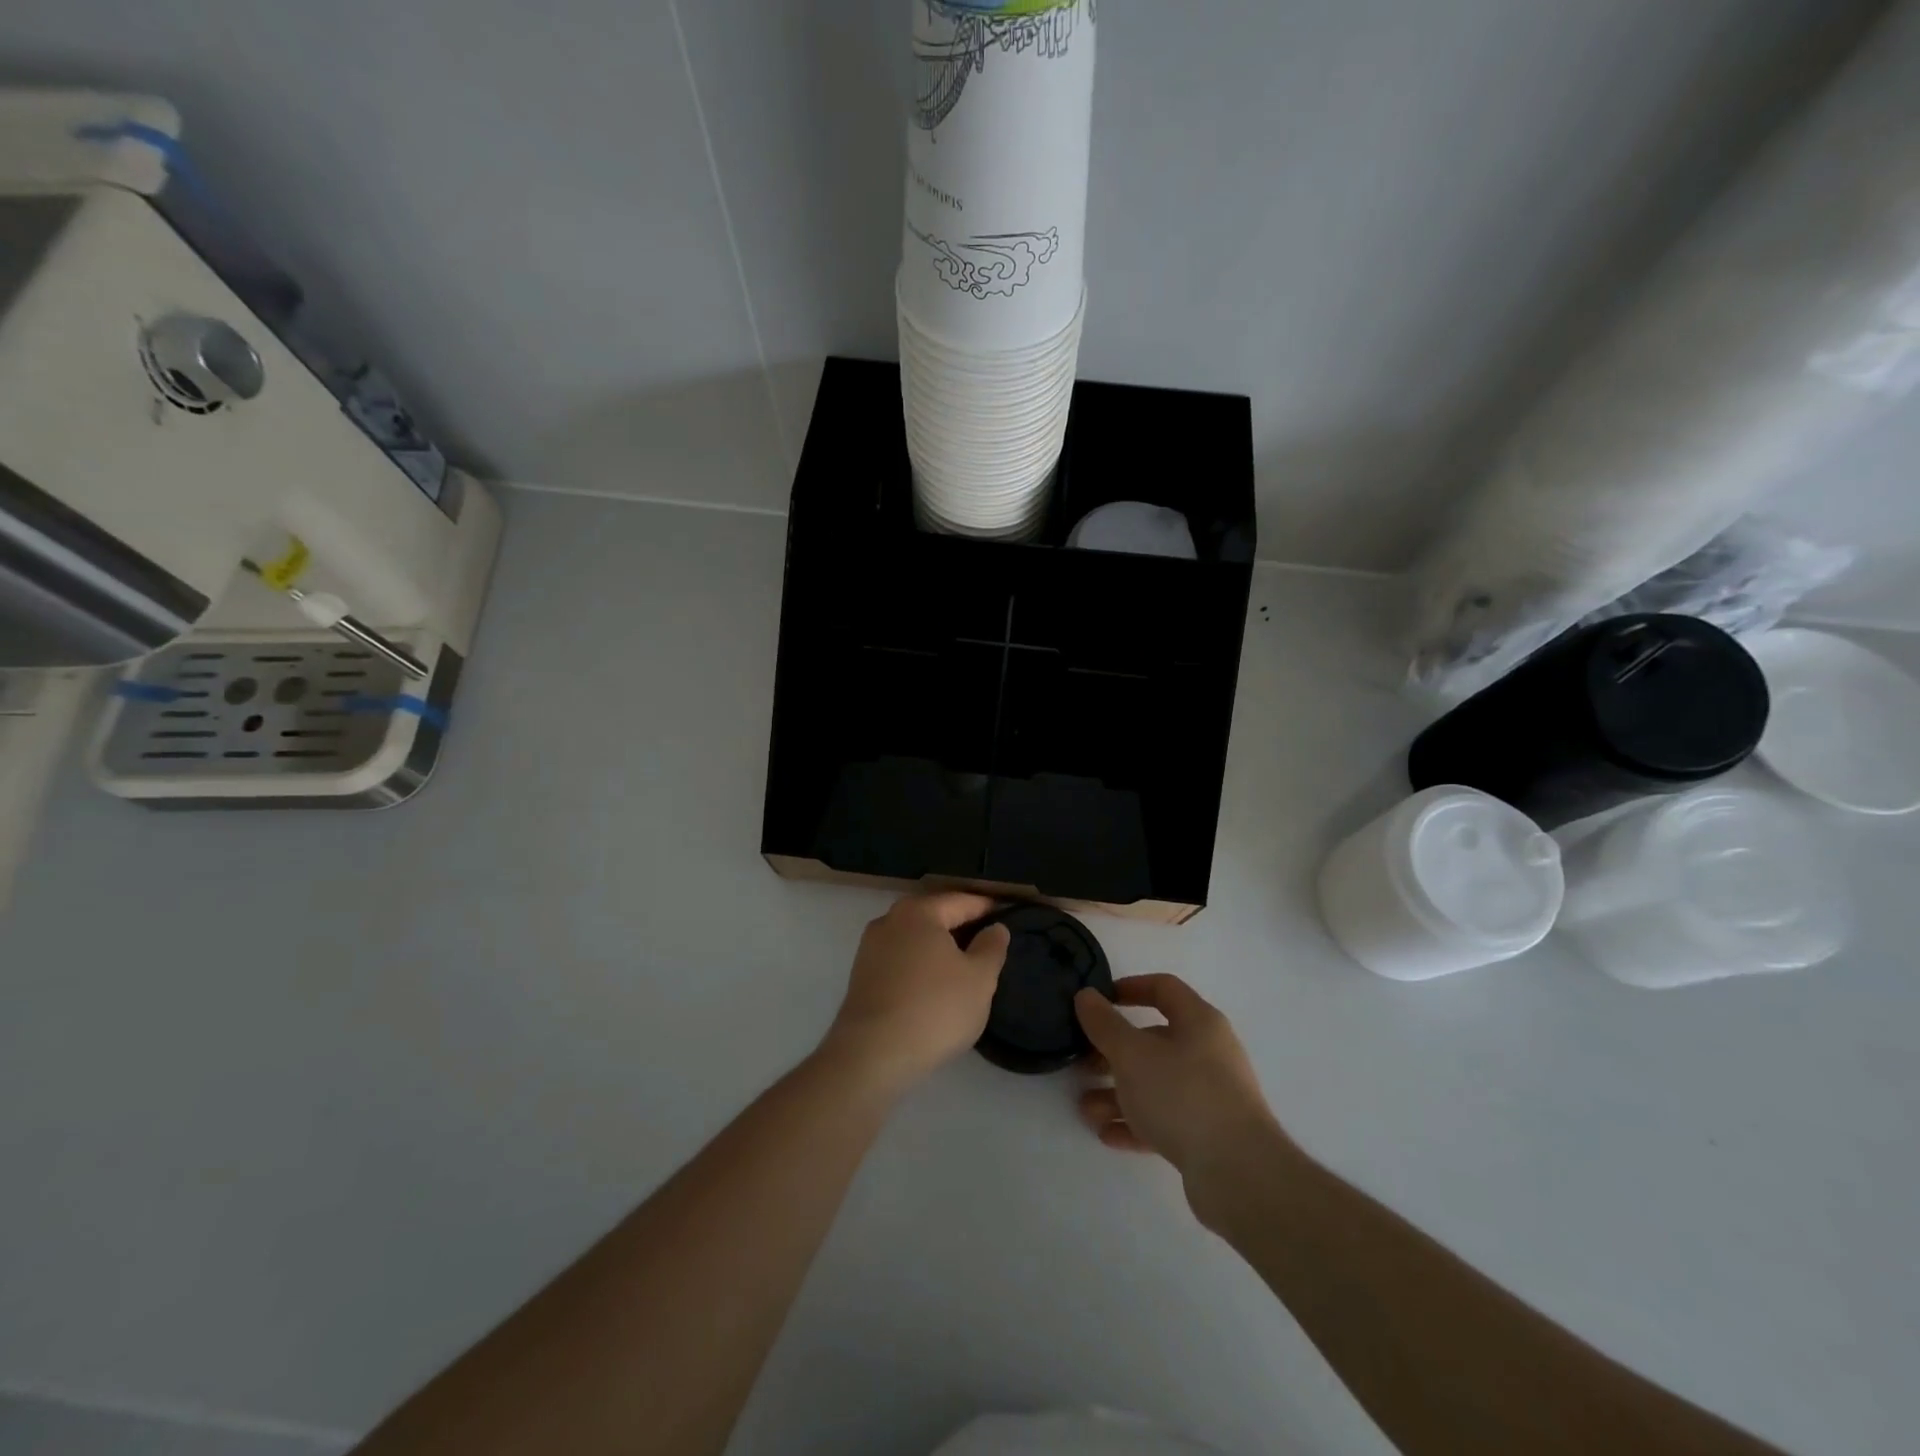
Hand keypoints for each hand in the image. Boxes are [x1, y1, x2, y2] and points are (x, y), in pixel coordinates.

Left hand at [821, 894, 1010, 1095]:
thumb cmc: (934, 1009)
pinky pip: (900, 959)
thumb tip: (995, 927)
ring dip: (939, 947)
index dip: (987, 908)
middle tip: (990, 942)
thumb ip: (992, 947)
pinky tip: (934, 985)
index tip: (1008, 915)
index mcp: (919, 911)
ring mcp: (870, 948)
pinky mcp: (861, 976)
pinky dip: (920, 965)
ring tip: (965, 966)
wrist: (872, 1055)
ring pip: (915, 938)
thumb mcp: (980, 979)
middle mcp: (890, 920)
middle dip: (962, 926)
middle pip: (935, 916)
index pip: (961, 901)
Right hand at [1074, 975, 1289, 1216]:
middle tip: (1082, 1063)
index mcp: (1199, 1022)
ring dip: (1118, 1094)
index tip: (1099, 1000)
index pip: (1163, 988)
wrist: (1239, 1174)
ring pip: (1155, 1084)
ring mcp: (1210, 1096)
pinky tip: (1107, 1135)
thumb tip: (1086, 995)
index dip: (1129, 988)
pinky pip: (1164, 1120)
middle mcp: (1208, 1053)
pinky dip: (1136, 1123)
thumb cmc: (1182, 1095)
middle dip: (1113, 1052)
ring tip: (1086, 1110)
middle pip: (1154, 1041)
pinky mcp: (1208, 1135)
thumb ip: (1104, 1024)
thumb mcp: (1132, 1054)